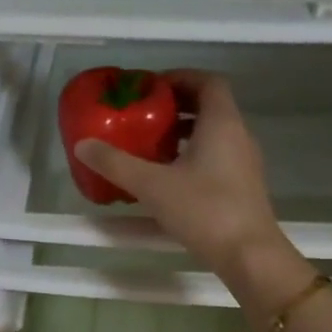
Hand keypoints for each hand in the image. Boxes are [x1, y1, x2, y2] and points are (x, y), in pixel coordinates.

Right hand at [72, 72, 284, 277]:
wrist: (249, 254)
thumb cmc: (204, 210)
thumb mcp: (152, 185)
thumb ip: (116, 164)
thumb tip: (83, 145)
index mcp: (222, 123)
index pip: (207, 81)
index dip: (179, 78)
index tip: (151, 88)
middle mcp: (238, 136)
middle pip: (210, 107)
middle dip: (176, 107)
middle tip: (144, 116)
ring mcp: (244, 163)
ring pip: (213, 135)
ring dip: (184, 134)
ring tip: (151, 147)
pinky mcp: (243, 187)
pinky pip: (217, 158)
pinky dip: (193, 157)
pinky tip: (169, 179)